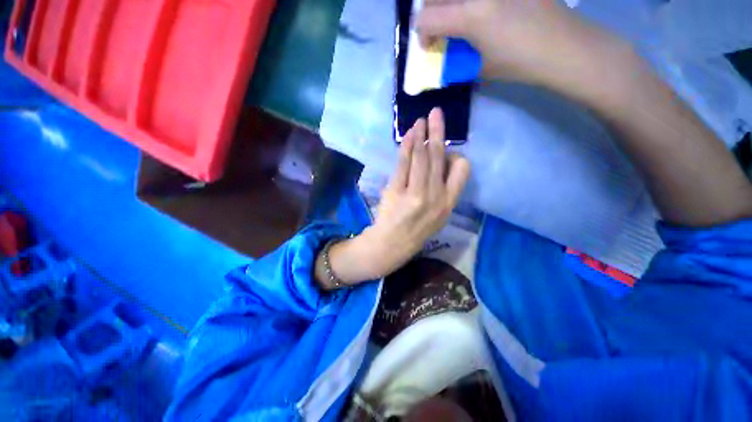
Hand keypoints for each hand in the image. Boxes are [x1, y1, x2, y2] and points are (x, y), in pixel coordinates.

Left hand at [314, 108, 469, 289]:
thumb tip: (440, 162)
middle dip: (438, 132)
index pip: (462, 170)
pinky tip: (409, 135)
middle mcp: (436, 196)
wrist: (392, 244)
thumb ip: (443, 190)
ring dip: (421, 135)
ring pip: (421, 157)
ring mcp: (416, 194)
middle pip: (439, 157)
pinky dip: (406, 147)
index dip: (454, 154)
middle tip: (436, 113)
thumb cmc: (416, 230)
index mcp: (449, 203)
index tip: (445, 148)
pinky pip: (404, 164)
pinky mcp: (397, 191)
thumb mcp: (438, 215)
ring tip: (421, 120)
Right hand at [417, 0, 617, 87]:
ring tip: (457, 17)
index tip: (429, 45)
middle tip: (438, 26)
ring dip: (450, 4)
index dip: (422, 34)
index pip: (427, 19)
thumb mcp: (482, 68)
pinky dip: (470, 4)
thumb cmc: (521, 63)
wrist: (563, 46)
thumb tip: (448, 55)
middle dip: (430, 12)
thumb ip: (460, 58)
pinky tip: (479, 12)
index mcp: (471, 17)